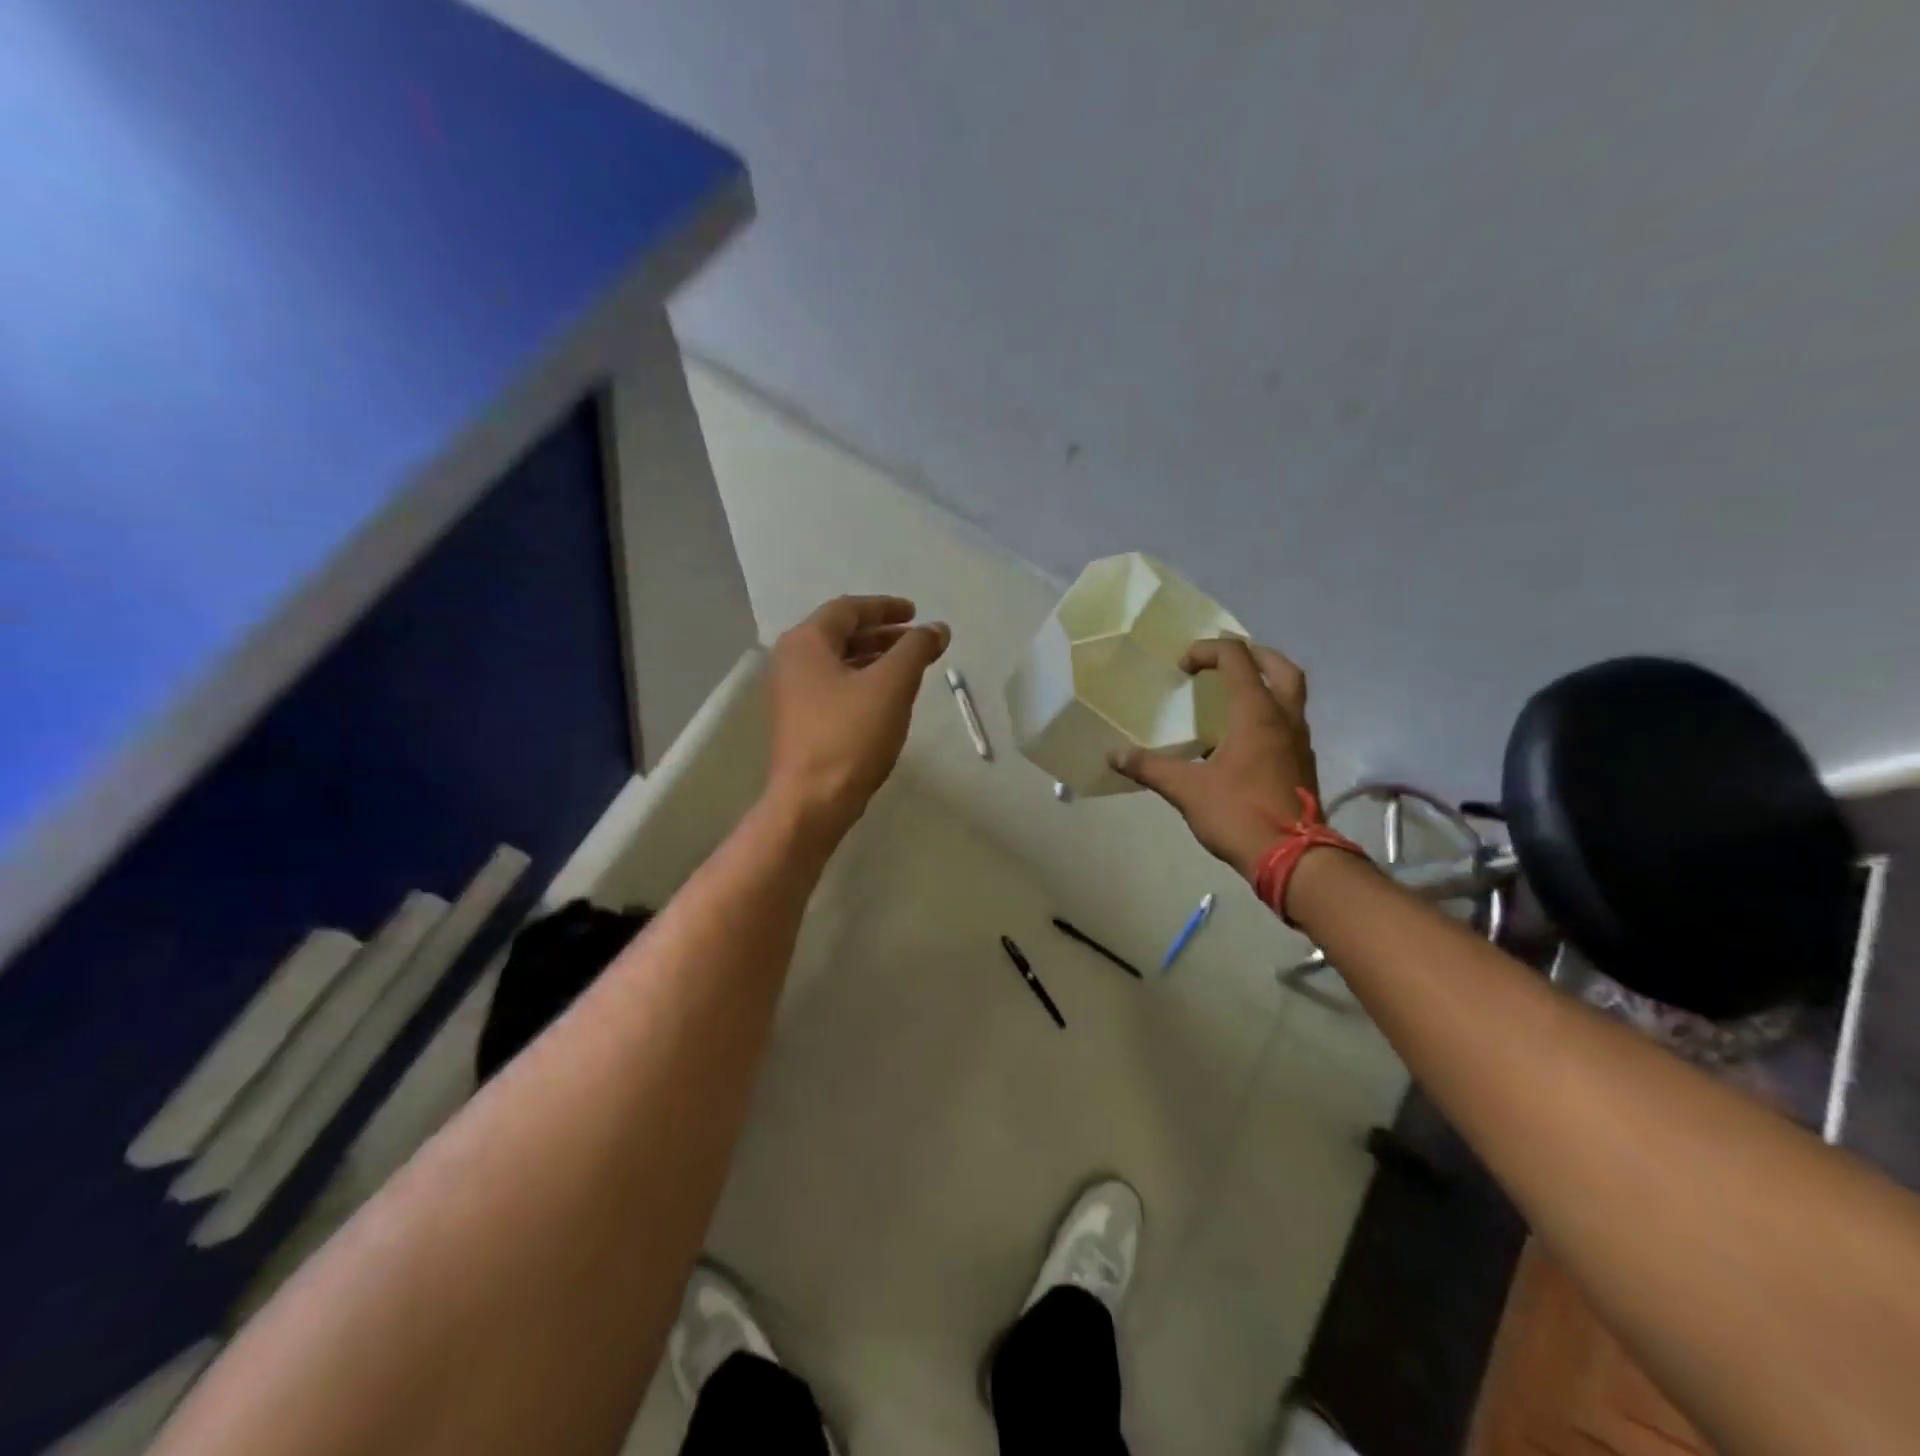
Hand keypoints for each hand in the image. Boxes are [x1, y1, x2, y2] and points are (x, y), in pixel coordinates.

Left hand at [765, 595, 950, 837]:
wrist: (812, 801)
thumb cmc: (851, 735)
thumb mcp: (892, 685)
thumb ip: (916, 649)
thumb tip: (937, 628)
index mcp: (806, 642)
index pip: (848, 609)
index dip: (885, 607)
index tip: (916, 613)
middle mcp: (791, 661)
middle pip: (841, 634)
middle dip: (883, 634)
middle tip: (917, 641)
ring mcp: (791, 694)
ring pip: (838, 662)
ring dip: (874, 659)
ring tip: (909, 667)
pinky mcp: (799, 722)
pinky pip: (834, 687)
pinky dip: (862, 682)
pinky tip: (887, 697)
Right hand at [1110, 638, 1319, 881]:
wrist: (1293, 858)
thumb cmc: (1238, 813)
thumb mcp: (1186, 790)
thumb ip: (1150, 768)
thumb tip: (1113, 756)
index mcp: (1256, 712)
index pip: (1236, 658)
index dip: (1207, 651)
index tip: (1183, 668)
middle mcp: (1284, 718)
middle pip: (1279, 666)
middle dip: (1251, 654)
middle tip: (1224, 660)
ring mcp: (1299, 741)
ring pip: (1290, 694)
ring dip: (1264, 682)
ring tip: (1232, 694)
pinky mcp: (1302, 763)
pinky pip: (1289, 721)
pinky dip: (1268, 712)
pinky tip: (1242, 736)